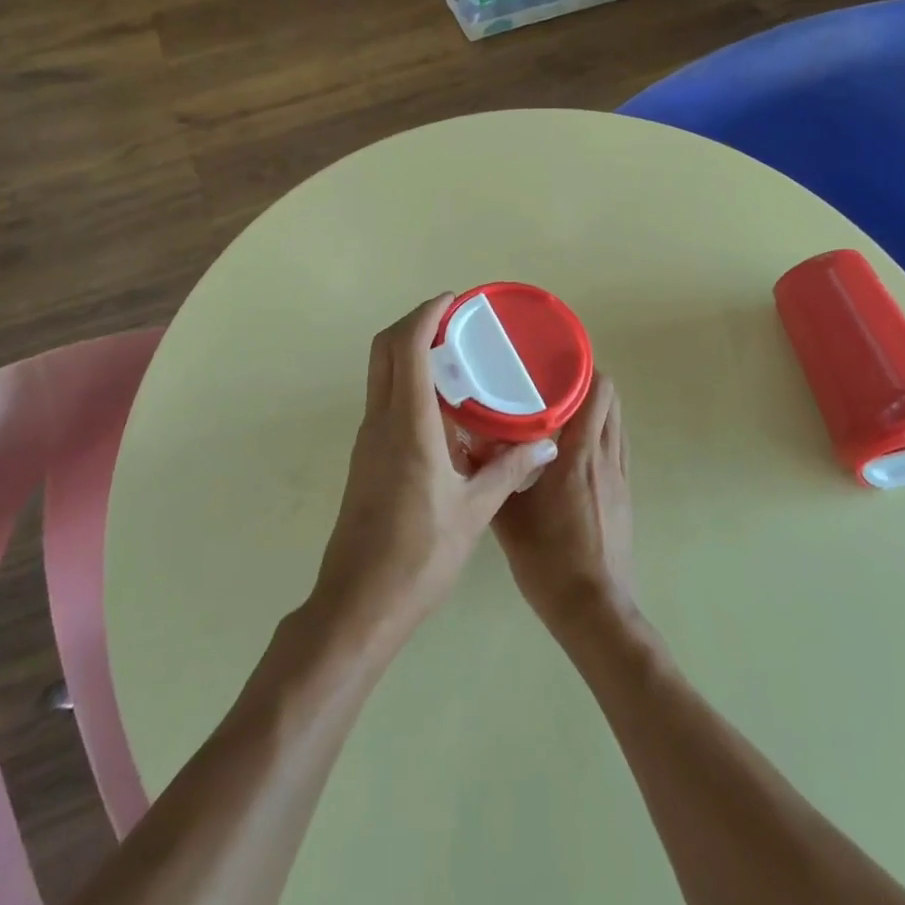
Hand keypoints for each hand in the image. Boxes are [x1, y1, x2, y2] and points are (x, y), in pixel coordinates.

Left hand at [313, 294, 558, 643]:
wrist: (359, 603)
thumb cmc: (419, 556)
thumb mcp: (474, 511)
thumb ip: (509, 470)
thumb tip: (545, 444)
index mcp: (407, 426)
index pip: (406, 348)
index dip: (426, 314)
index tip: (454, 300)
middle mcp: (380, 423)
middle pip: (383, 350)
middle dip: (414, 324)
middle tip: (454, 321)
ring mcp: (368, 440)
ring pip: (381, 375)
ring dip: (410, 353)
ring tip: (456, 357)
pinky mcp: (367, 458)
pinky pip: (385, 402)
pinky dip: (409, 384)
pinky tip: (445, 408)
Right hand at [493, 372, 635, 639]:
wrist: (593, 609)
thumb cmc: (548, 560)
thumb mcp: (508, 515)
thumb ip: (490, 473)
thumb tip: (468, 439)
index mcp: (579, 454)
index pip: (597, 392)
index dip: (582, 368)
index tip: (553, 361)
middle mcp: (605, 456)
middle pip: (611, 400)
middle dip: (587, 384)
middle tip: (551, 383)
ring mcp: (620, 476)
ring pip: (616, 423)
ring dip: (596, 409)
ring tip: (562, 411)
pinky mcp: (625, 494)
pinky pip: (617, 447)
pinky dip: (601, 434)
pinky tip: (574, 450)